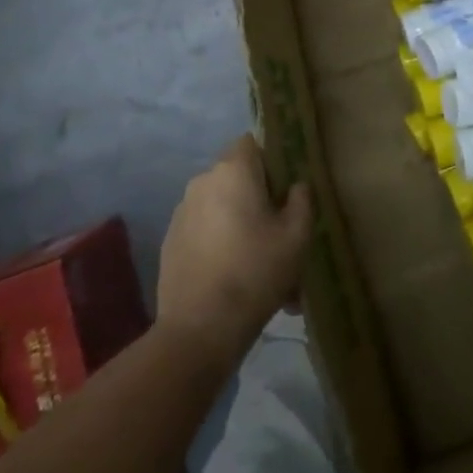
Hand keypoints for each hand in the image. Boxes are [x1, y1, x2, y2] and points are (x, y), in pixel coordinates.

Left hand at [157, 137, 312, 370]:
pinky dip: (219, 244)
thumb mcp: (296, 236)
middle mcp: (202, 181)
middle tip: (279, 233)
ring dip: (239, 224)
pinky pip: (204, 231)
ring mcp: (182, 212)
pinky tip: (235, 278)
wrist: (199, 330)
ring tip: (261, 266)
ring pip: (221, 207)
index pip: (251, 143)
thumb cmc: (255, 272)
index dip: (271, 161)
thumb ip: (301, 200)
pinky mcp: (171, 242)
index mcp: (233, 171)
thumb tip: (295, 186)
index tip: (285, 191)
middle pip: (236, 177)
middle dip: (258, 198)